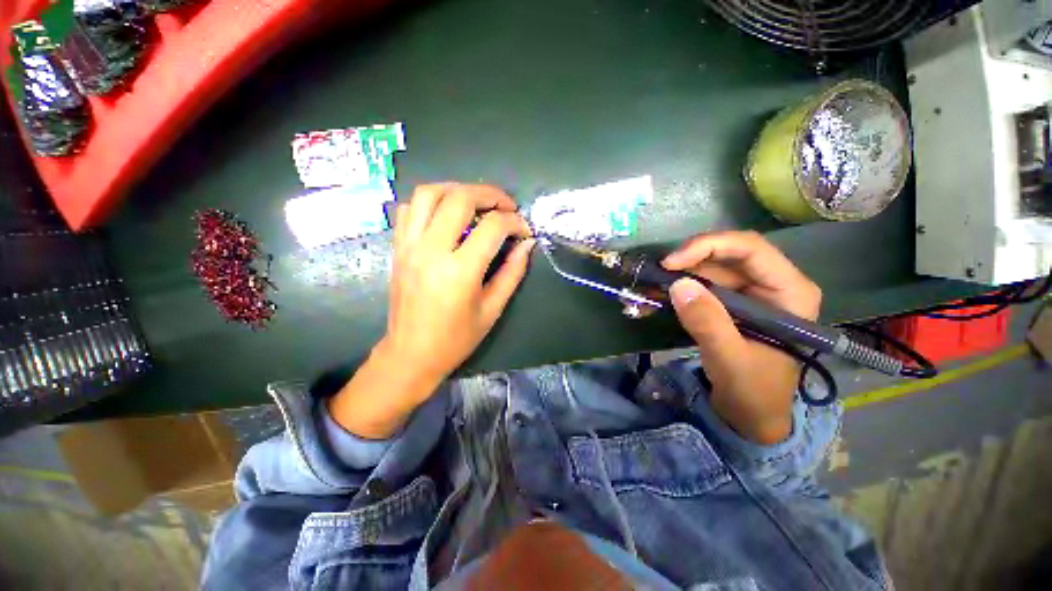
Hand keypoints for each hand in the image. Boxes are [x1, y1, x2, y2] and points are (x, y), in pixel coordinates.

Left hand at [330, 184, 533, 438]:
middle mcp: (431, 250)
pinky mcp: (398, 247)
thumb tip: (527, 244)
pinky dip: (431, 201)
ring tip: (477, 202)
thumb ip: (513, 272)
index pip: (493, 227)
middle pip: (460, 198)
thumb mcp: (492, 309)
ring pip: (430, 193)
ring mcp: (409, 246)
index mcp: (460, 271)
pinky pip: (410, 208)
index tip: (524, 231)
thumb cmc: (456, 338)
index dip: (515, 222)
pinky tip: (446, 214)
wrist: (411, 353)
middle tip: (506, 206)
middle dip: (490, 195)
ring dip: (458, 189)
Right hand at [662, 231, 821, 443]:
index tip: (671, 263)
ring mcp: (746, 293)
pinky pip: (697, 286)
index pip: (750, 248)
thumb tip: (678, 285)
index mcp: (788, 291)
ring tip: (645, 289)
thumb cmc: (753, 390)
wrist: (750, 414)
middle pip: (724, 255)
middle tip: (653, 275)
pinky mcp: (726, 303)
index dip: (708, 246)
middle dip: (686, 262)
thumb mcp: (731, 360)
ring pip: (706, 269)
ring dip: (674, 277)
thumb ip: (708, 323)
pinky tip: (651, 298)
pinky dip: (674, 290)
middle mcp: (769, 284)